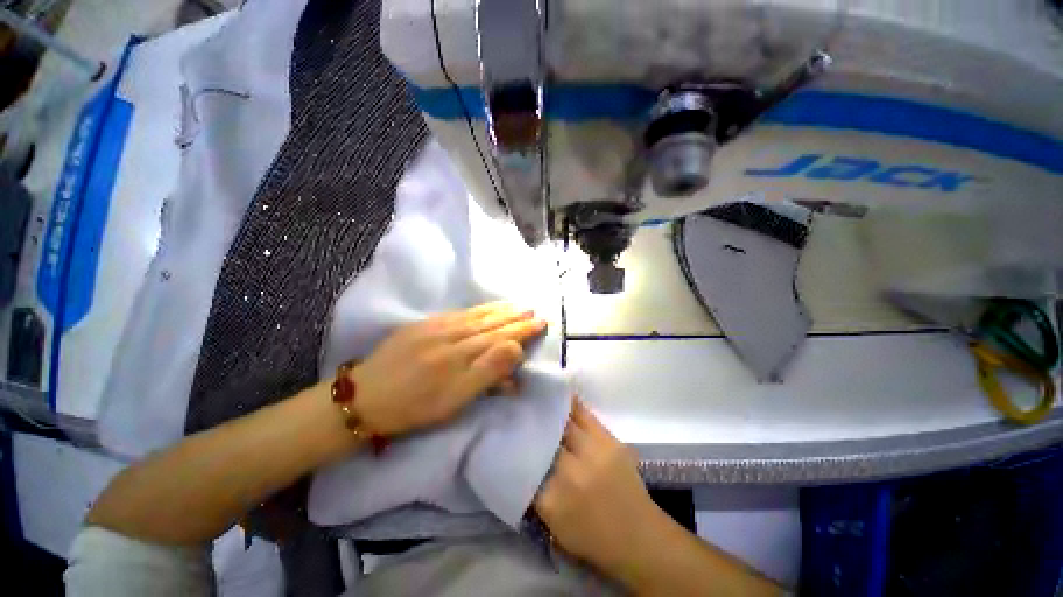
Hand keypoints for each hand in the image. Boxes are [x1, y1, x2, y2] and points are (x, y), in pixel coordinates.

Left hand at [351, 302, 546, 435]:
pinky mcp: (423, 325)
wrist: (365, 397)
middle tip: (533, 310)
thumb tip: (515, 348)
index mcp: (463, 353)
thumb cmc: (415, 406)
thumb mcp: (456, 399)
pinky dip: (477, 309)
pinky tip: (484, 308)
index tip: (541, 321)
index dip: (523, 329)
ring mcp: (437, 326)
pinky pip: (458, 312)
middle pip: (491, 323)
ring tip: (515, 305)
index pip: (502, 336)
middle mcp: (453, 333)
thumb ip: (488, 372)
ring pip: (476, 314)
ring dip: (499, 309)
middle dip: (515, 316)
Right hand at [535, 399, 660, 577]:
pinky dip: (571, 406)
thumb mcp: (554, 525)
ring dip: (550, 412)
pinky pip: (585, 415)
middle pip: (545, 438)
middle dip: (533, 426)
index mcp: (553, 500)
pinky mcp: (610, 441)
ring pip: (564, 422)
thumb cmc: (592, 538)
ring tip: (537, 399)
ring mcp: (594, 453)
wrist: (638, 537)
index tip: (511, 436)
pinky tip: (560, 395)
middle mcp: (571, 473)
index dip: (518, 447)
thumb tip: (523, 459)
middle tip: (521, 413)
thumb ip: (535, 493)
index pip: (526, 463)